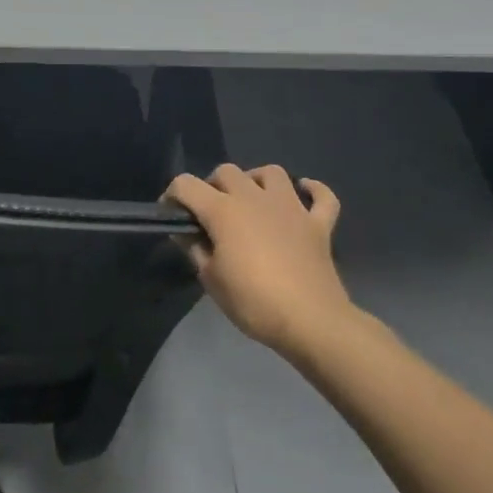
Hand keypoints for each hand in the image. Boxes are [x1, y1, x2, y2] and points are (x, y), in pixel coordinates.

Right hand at [165, 164, 354, 357]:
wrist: (310, 321)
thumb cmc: (253, 301)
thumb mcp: (210, 279)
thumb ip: (194, 248)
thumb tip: (185, 231)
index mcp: (223, 210)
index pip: (186, 185)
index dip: (172, 196)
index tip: (170, 216)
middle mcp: (255, 198)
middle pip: (227, 171)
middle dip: (212, 186)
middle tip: (210, 214)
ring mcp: (291, 207)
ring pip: (272, 172)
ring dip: (256, 180)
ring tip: (251, 200)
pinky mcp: (318, 224)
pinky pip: (322, 196)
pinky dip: (313, 191)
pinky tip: (303, 194)